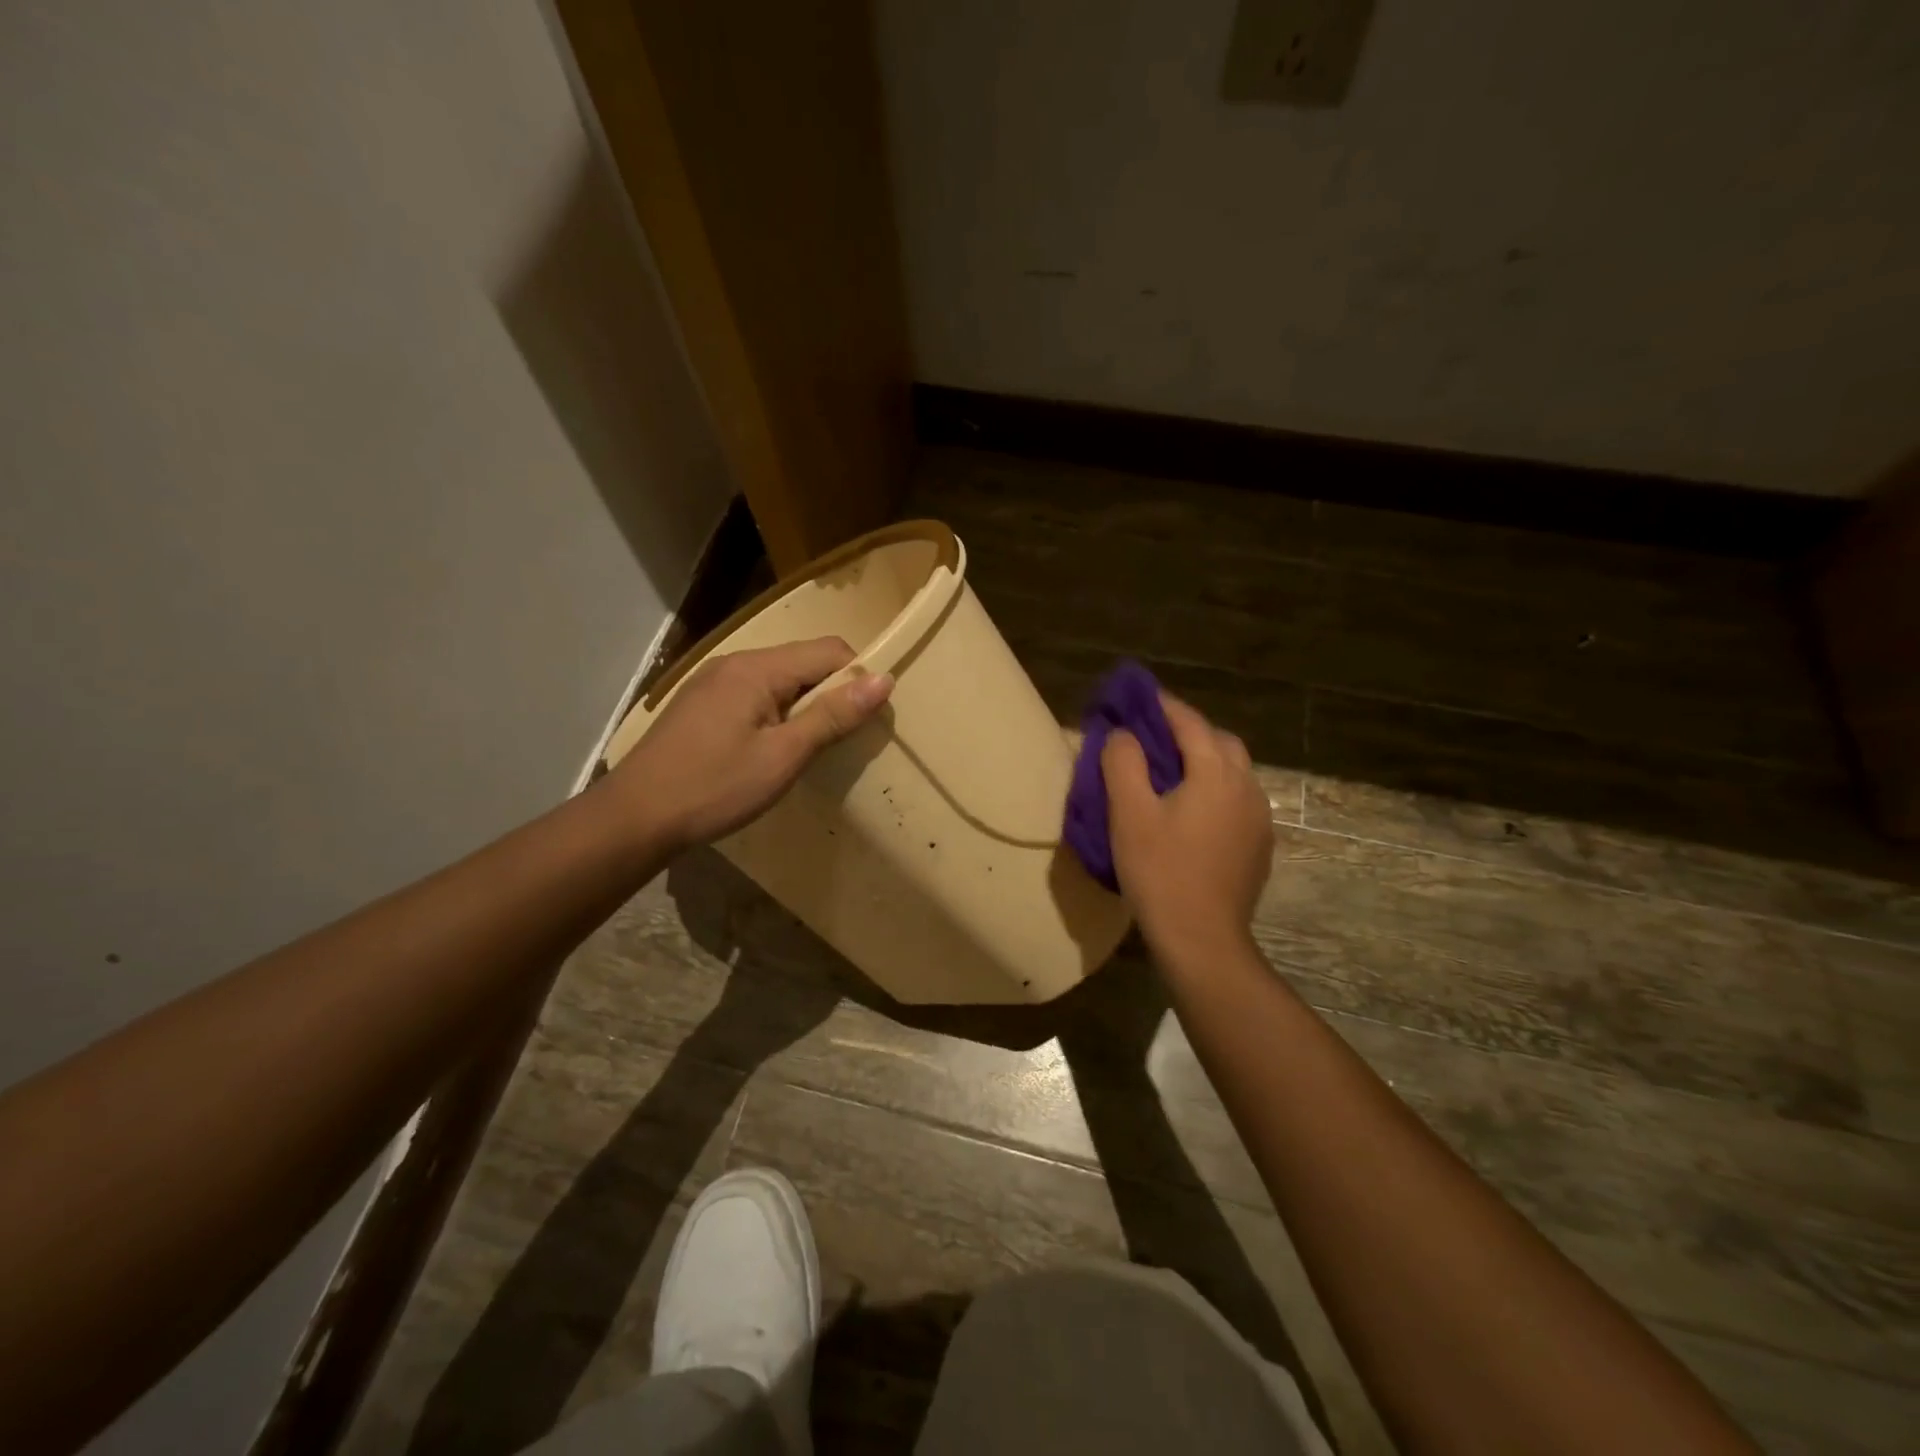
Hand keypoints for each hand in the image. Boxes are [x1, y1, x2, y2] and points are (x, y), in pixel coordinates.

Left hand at [610, 637, 892, 850]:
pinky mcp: (702, 703)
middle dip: (833, 692)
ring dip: (805, 704)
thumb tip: (883, 680)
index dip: (858, 678)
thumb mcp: (783, 755)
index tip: (871, 718)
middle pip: (804, 661)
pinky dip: (778, 712)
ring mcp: (714, 681)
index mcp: (758, 668)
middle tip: (844, 738)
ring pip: (780, 679)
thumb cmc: (715, 787)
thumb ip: (833, 715)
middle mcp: (736, 662)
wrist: (635, 817)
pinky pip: (756, 693)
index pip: (830, 651)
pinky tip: (772, 747)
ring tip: (811, 746)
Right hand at [1101, 694, 1272, 958]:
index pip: (1189, 722)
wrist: (1202, 939)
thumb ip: (1123, 762)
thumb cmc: (1160, 871)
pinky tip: (1192, 813)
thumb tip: (1125, 735)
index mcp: (1216, 772)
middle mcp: (1247, 786)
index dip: (1161, 705)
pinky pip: (1237, 800)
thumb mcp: (1128, 813)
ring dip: (1204, 761)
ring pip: (1233, 772)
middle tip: (1152, 737)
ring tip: (1170, 773)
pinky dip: (1215, 790)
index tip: (1137, 696)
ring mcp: (1258, 818)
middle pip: (1219, 742)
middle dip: (1187, 731)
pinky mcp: (1259, 845)